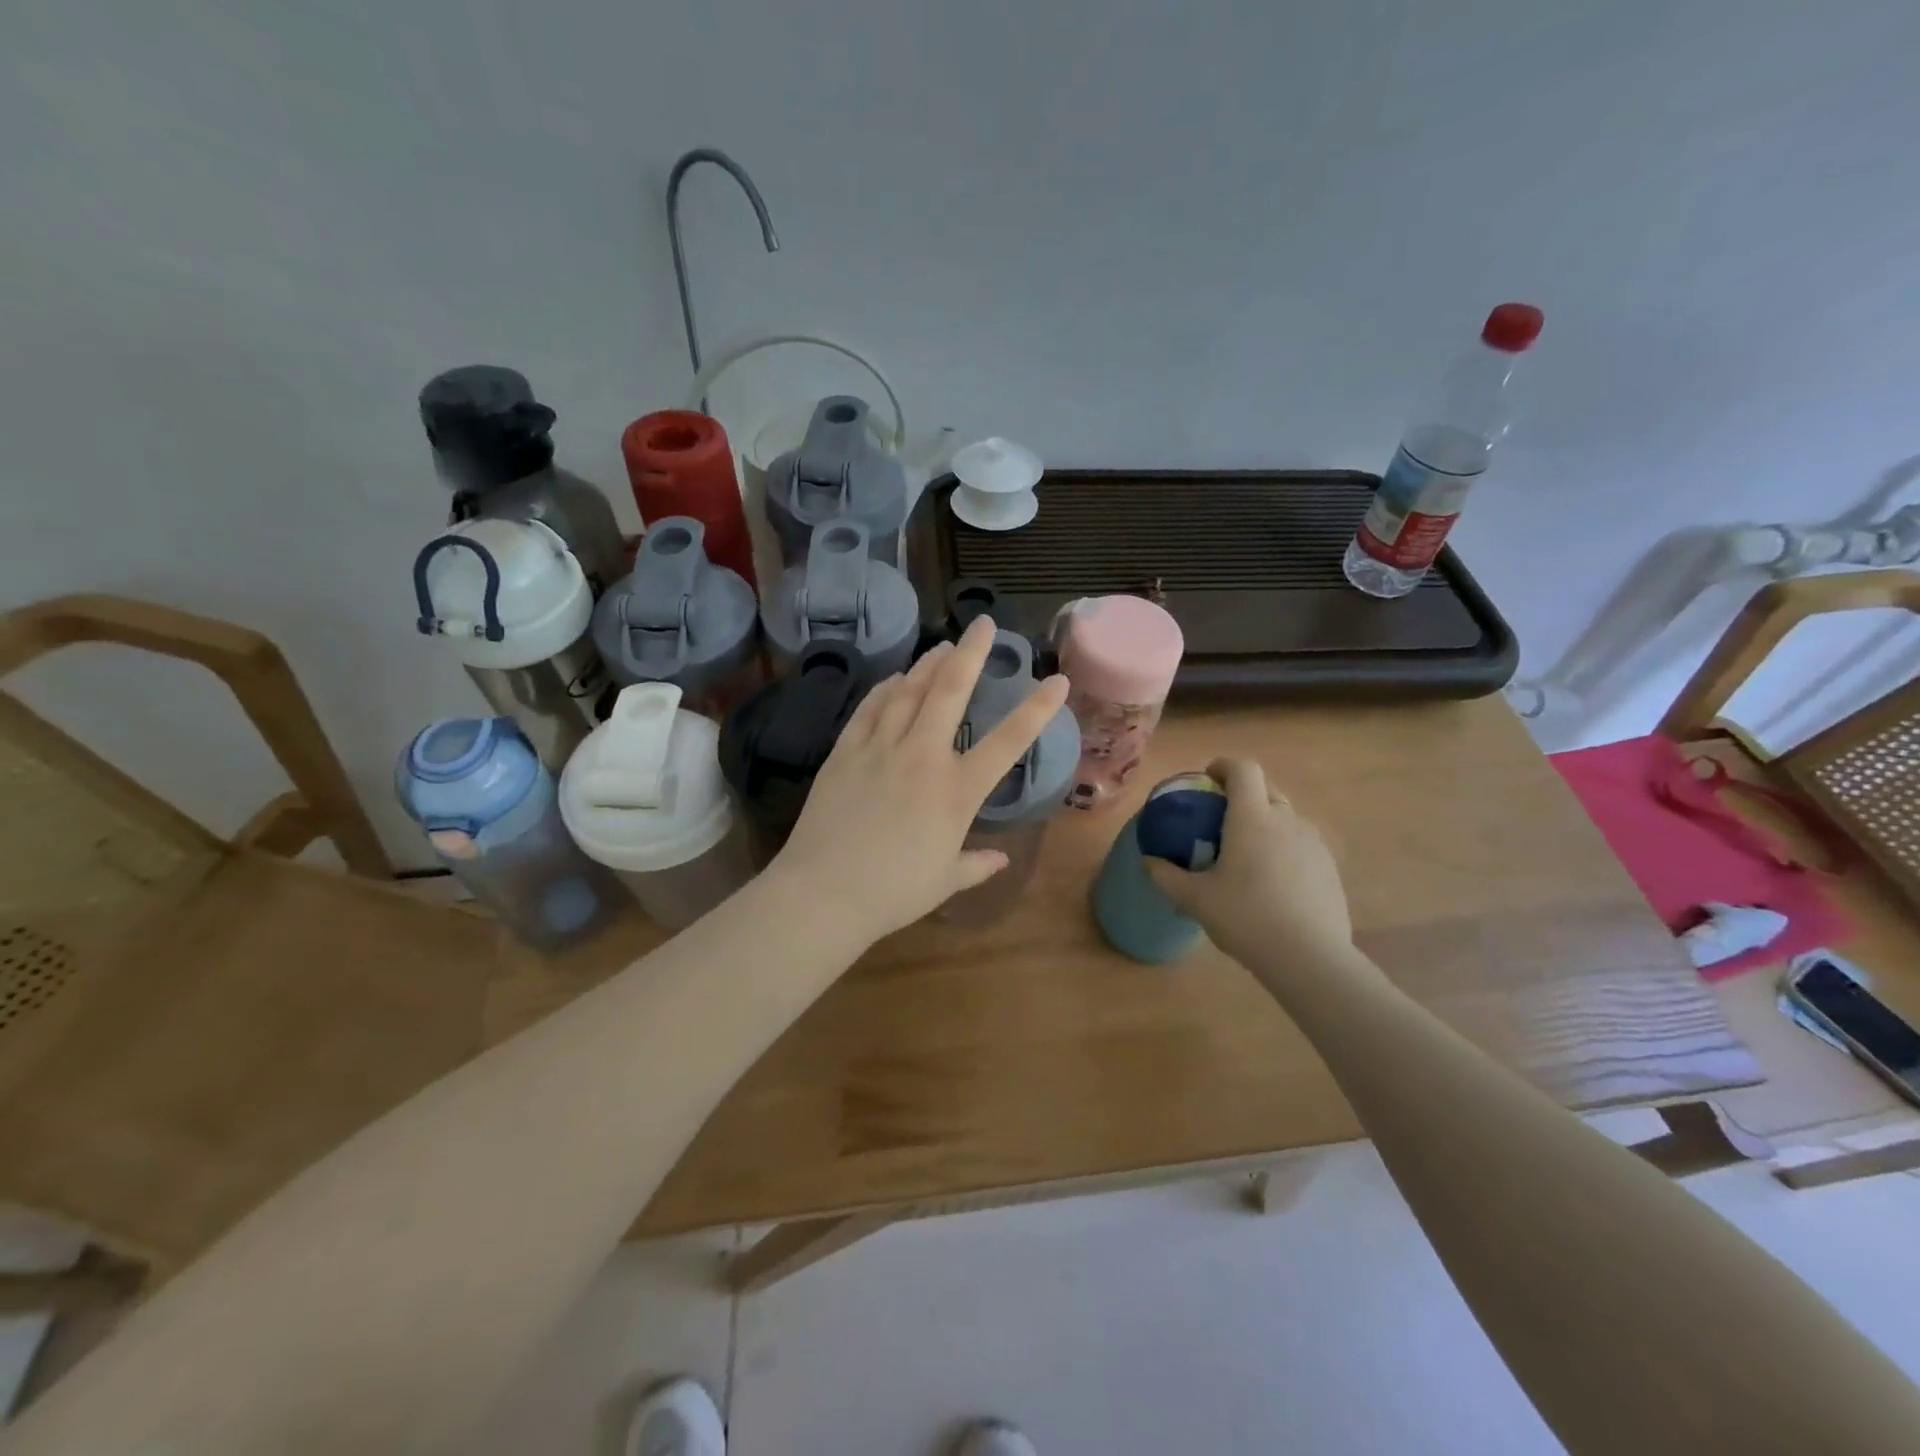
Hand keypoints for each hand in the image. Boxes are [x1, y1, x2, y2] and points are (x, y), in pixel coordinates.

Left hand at [769, 618, 1071, 946]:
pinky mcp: (845, 751)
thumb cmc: (893, 892)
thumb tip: (1000, 859)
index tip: (1058, 681)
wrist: (823, 892)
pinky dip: (885, 689)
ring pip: (908, 691)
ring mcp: (880, 748)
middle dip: (971, 652)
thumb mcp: (945, 881)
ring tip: (942, 646)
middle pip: (950, 691)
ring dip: (928, 664)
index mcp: (957, 791)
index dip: (1037, 710)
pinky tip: (894, 678)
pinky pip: (869, 709)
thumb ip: (977, 865)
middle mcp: (922, 757)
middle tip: (982, 624)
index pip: (1008, 742)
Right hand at [1144, 758, 1354, 971]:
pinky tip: (1272, 882)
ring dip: (1265, 822)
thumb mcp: (1195, 899)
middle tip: (1220, 818)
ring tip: (1246, 854)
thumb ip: (1166, 876)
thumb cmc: (1246, 917)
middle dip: (1242, 794)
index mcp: (1252, 818)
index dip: (1224, 766)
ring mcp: (1313, 843)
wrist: (1310, 957)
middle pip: (1266, 788)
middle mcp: (1286, 820)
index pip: (1243, 769)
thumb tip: (1147, 862)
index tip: (1207, 777)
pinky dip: (1283, 848)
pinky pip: (1301, 844)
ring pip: (1286, 817)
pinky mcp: (1329, 868)